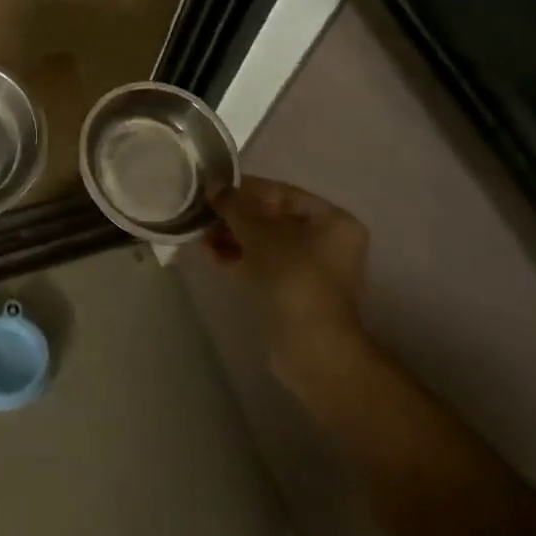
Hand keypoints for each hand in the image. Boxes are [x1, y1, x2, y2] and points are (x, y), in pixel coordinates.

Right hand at [207, 176, 370, 398]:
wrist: (312, 348)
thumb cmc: (294, 278)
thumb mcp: (260, 233)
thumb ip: (235, 206)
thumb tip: (214, 187)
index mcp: (333, 220)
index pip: (282, 193)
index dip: (246, 189)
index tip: (213, 190)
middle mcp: (328, 241)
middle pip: (273, 218)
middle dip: (236, 216)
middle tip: (204, 215)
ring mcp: (313, 269)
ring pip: (266, 242)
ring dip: (234, 237)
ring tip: (202, 237)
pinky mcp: (295, 291)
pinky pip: (265, 263)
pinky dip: (241, 257)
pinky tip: (213, 256)